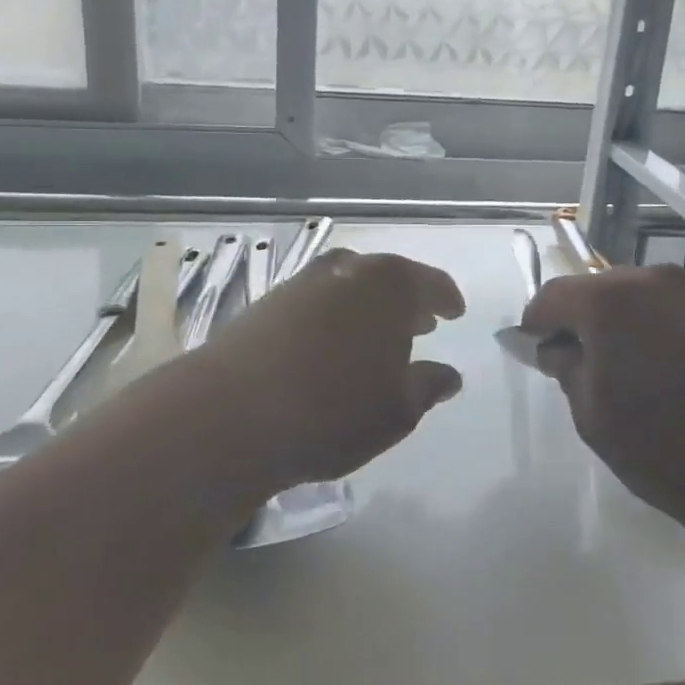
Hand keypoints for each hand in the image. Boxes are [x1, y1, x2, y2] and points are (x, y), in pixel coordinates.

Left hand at [174, 249, 465, 502]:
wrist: (230, 414)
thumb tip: (449, 375)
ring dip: (367, 309)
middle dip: (406, 301)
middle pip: (387, 279)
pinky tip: (330, 347)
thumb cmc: (333, 411)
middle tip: (418, 326)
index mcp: (389, 285)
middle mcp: (347, 271)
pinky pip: (317, 302)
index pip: (430, 283)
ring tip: (375, 339)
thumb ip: (428, 386)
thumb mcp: (398, 410)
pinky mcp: (267, 303)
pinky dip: (333, 318)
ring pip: (349, 287)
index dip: (445, 298)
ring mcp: (302, 283)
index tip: (454, 313)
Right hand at [520, 264, 684, 540]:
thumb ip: (565, 366)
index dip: (537, 324)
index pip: (553, 295)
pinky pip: (674, 310)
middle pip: (598, 290)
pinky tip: (670, 372)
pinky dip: (659, 330)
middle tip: (584, 366)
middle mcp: (653, 280)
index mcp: (610, 299)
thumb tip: (555, 347)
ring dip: (623, 324)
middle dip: (582, 321)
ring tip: (632, 371)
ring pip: (638, 297)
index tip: (538, 354)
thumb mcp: (590, 413)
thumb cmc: (661, 447)